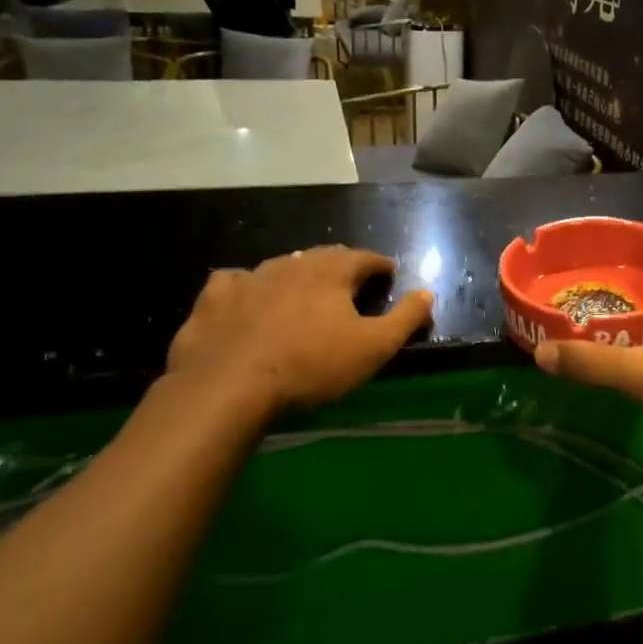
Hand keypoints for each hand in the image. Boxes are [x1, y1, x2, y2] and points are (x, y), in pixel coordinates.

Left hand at [164, 247, 432, 429]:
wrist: (229, 386)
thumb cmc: (312, 366)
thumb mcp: (374, 347)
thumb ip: (406, 318)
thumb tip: (427, 292)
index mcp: (331, 272)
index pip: (364, 258)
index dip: (379, 265)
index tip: (389, 273)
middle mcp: (291, 264)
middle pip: (322, 256)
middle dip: (340, 265)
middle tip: (351, 281)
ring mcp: (249, 278)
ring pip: (281, 266)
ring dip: (297, 274)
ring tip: (304, 290)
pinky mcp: (215, 298)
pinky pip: (235, 281)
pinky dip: (247, 287)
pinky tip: (247, 299)